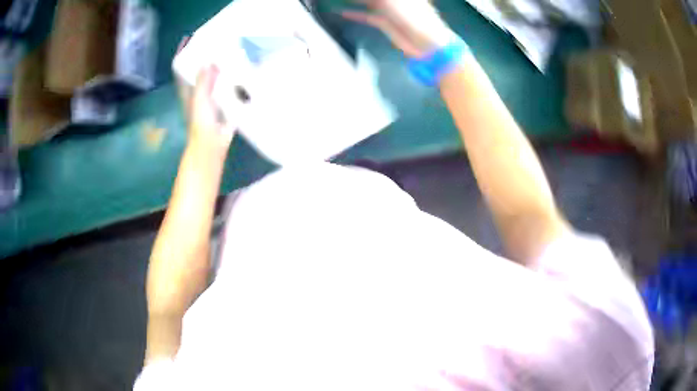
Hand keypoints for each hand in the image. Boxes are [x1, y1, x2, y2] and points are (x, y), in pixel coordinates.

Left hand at [175, 38, 234, 152]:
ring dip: (222, 70)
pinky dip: (233, 82)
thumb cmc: (201, 123)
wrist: (212, 145)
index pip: (185, 71)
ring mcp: (212, 100)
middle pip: (201, 73)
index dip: (186, 57)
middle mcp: (199, 93)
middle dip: (208, 60)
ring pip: (215, 80)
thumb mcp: (200, 99)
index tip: (194, 41)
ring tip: (233, 54)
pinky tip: (243, 74)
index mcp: (190, 91)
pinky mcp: (224, 106)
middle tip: (219, 44)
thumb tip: (208, 61)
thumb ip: (203, 81)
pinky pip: (228, 90)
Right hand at [342, 0, 455, 57]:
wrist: (427, 44)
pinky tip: (342, 12)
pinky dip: (354, 14)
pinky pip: (366, 15)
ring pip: (367, 2)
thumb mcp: (391, 1)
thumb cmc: (413, 17)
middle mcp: (394, 0)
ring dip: (355, 1)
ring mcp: (388, 10)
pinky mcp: (384, 22)